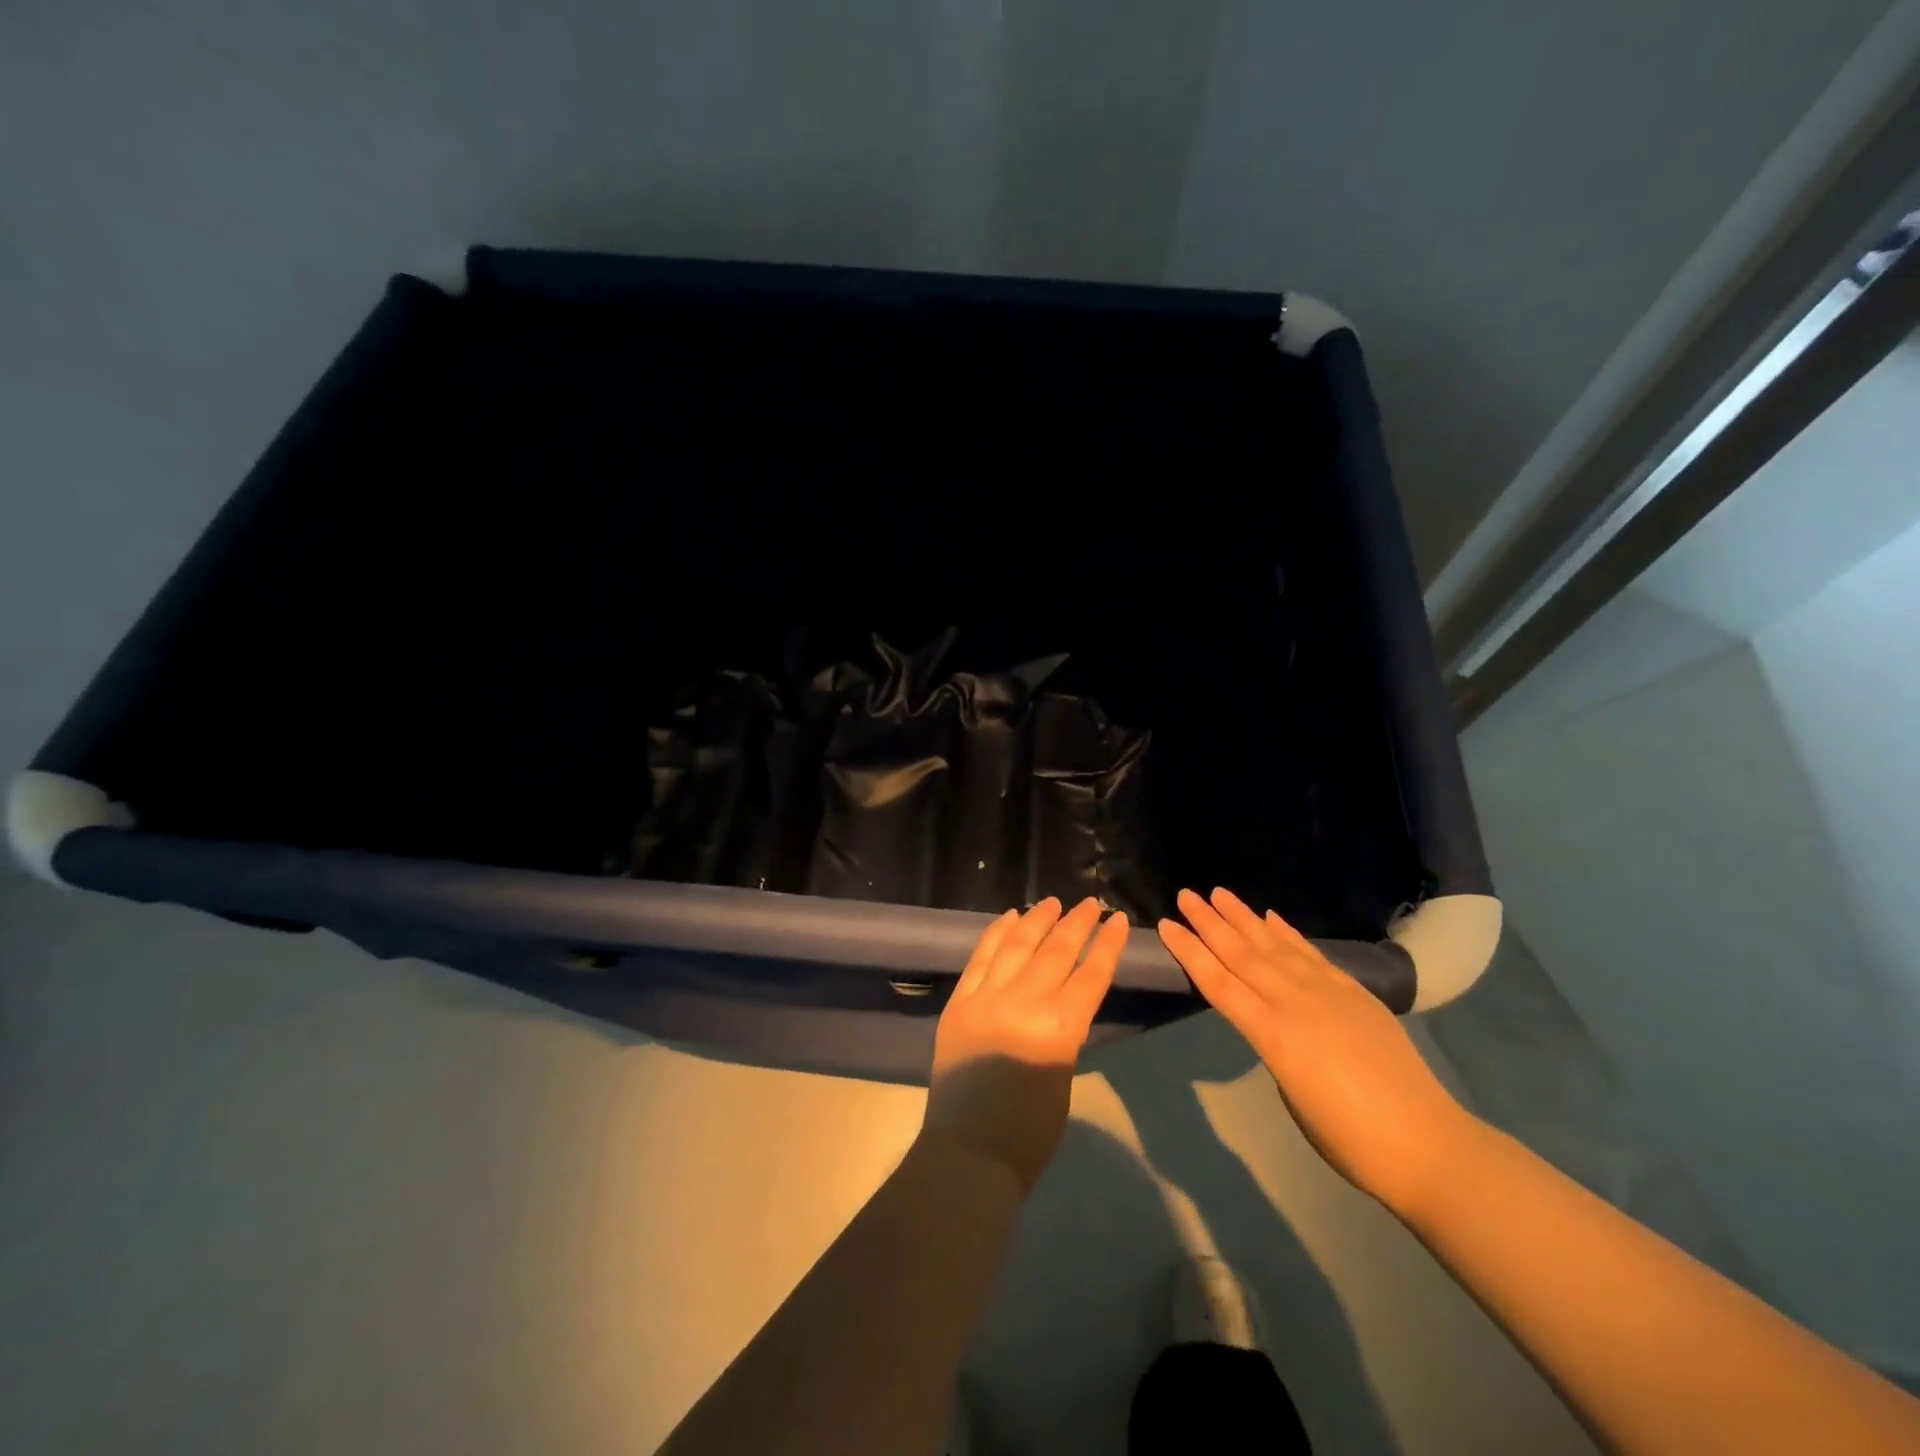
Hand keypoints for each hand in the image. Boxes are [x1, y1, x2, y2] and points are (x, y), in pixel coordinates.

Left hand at [921, 897, 1128, 1194]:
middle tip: (1090, 903)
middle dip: (1077, 923)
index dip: (1107, 944)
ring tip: (1052, 901)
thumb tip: (1061, 998)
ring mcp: (986, 999)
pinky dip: (996, 934)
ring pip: (1017, 945)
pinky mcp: (959, 1003)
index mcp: (1059, 1028)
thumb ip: (1064, 1030)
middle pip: (1056, 952)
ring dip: (1037, 920)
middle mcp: (1024, 1003)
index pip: (1091, 974)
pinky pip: (980, 958)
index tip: (1117, 919)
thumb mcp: (1063, 1074)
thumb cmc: (1029, 1132)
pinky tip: (1009, 917)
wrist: (968, 1153)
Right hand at [1158, 887, 1475, 1213]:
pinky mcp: (1355, 993)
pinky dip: (1289, 934)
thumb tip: (1277, 1026)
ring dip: (1244, 917)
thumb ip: (1276, 1051)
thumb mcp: (1292, 1096)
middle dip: (1210, 923)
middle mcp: (1294, 1003)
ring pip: (1275, 945)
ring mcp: (1328, 993)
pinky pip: (1312, 954)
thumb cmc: (1348, 1139)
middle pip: (1242, 954)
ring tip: (1220, 893)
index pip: (1219, 983)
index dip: (1190, 952)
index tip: (1167, 925)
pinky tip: (1271, 917)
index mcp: (1272, 1035)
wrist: (1426, 1144)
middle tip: (1186, 894)